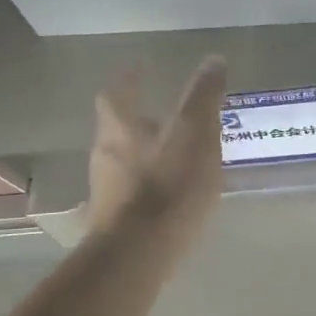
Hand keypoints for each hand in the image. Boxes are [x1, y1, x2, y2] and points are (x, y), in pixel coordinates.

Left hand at [86, 56, 229, 252]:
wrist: (136, 256)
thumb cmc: (168, 188)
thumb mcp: (196, 135)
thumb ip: (204, 97)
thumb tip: (212, 59)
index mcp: (119, 128)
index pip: (118, 92)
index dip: (130, 79)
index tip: (141, 69)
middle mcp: (103, 154)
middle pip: (116, 128)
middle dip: (138, 121)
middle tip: (166, 118)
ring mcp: (103, 191)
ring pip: (122, 162)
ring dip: (144, 155)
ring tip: (173, 159)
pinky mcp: (110, 223)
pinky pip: (129, 194)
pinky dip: (146, 188)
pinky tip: (167, 198)